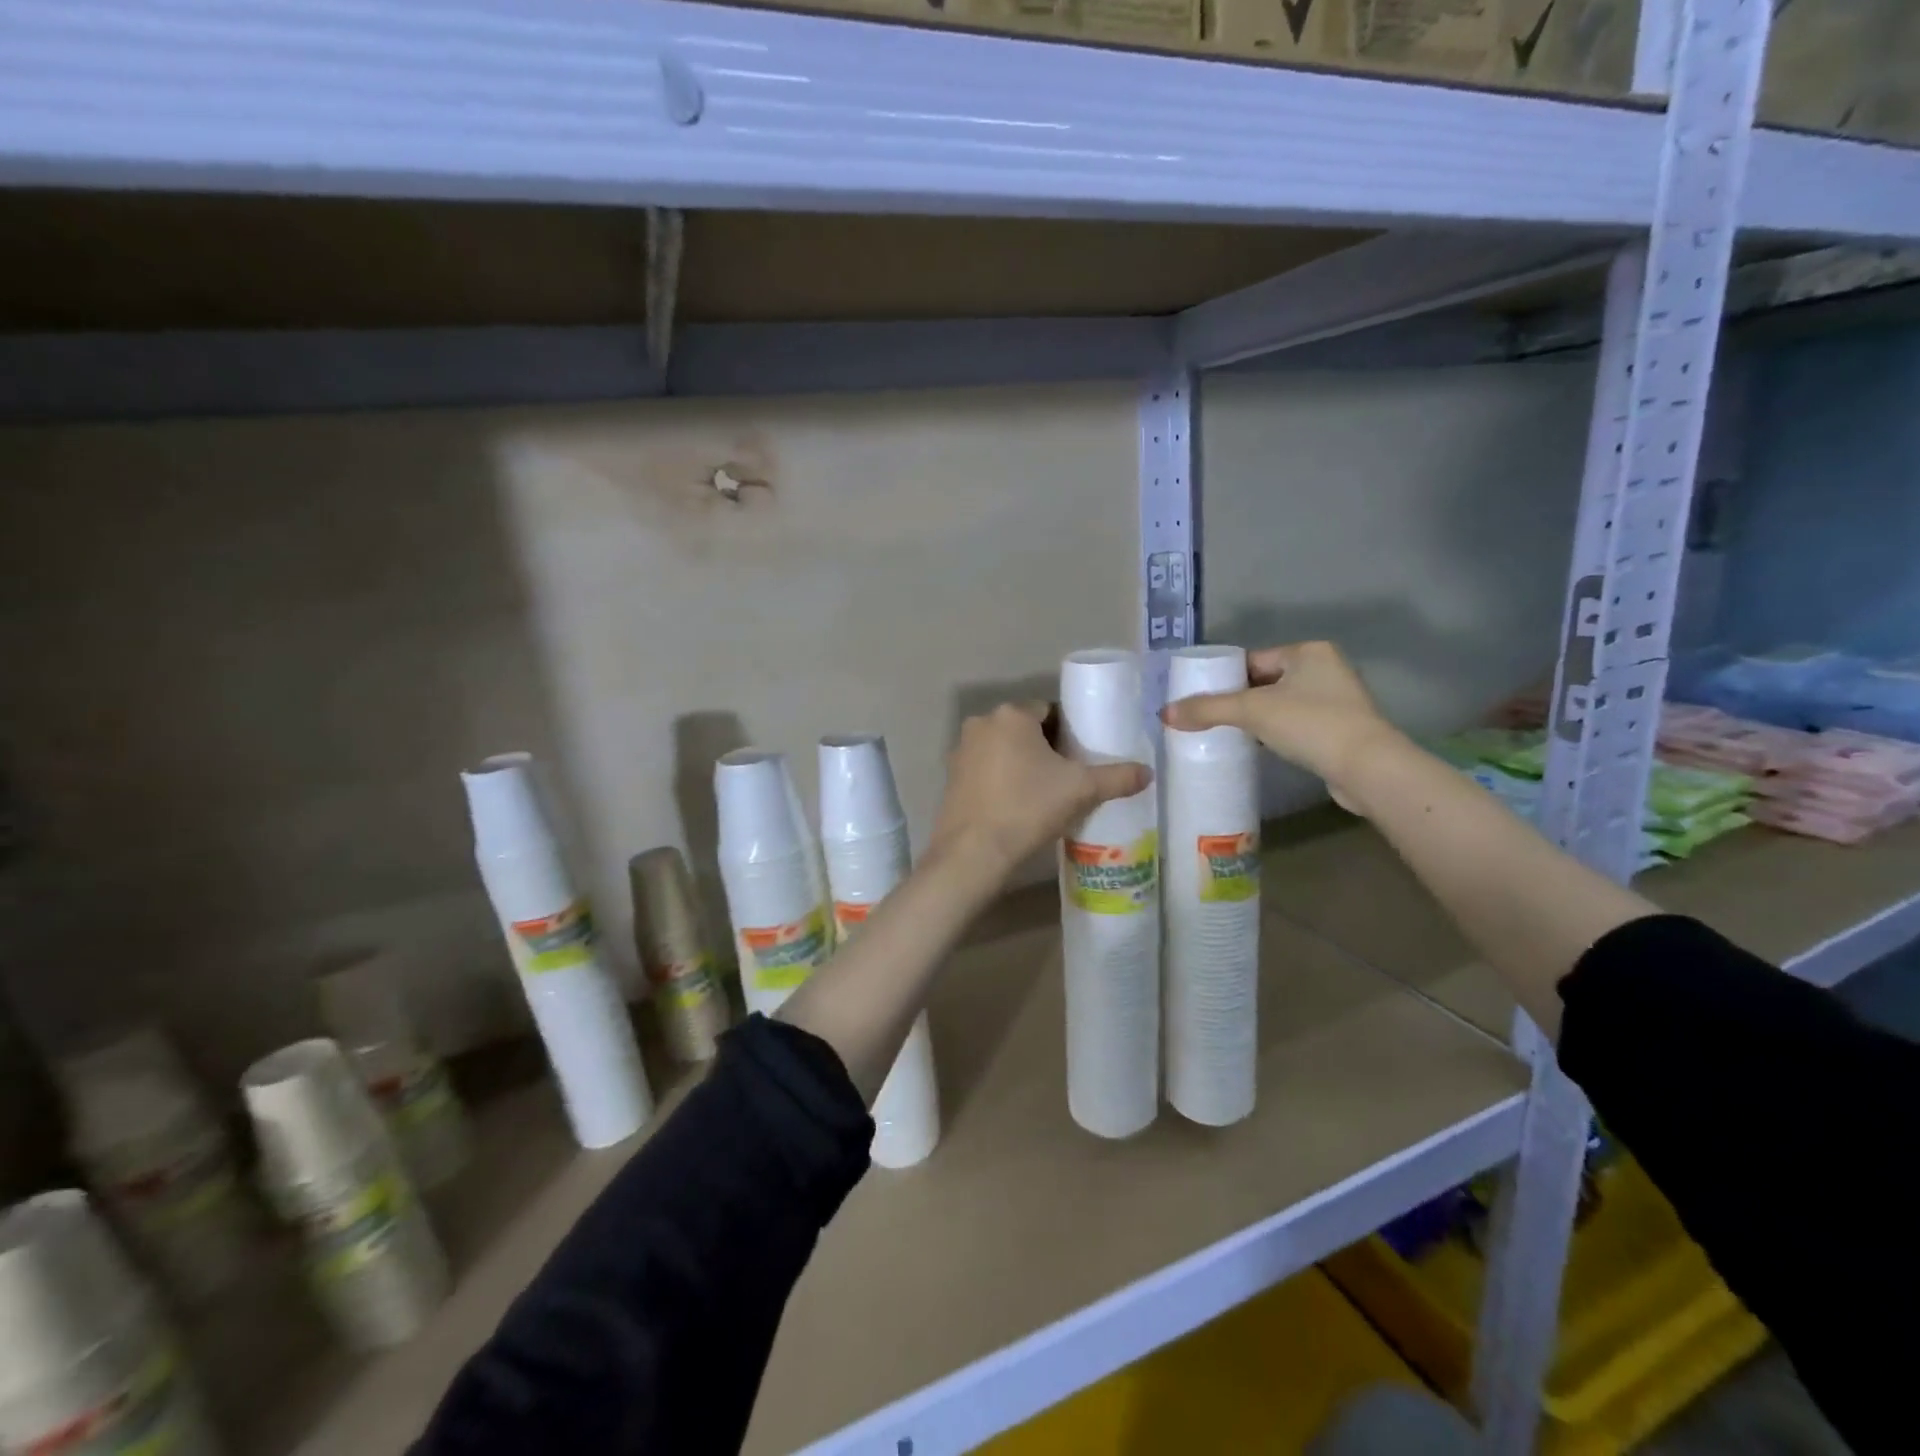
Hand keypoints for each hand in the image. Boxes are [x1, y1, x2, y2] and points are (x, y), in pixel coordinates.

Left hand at [931, 704, 1151, 874]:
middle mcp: (981, 724)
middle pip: (1024, 728)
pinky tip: (1017, 805)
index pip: (1049, 710)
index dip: (1069, 731)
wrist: (974, 853)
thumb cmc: (1029, 808)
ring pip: (1003, 749)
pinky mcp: (951, 778)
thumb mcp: (1082, 791)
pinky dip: (1002, 780)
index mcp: (1011, 715)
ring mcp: (961, 751)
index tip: (1081, 756)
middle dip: (1046, 747)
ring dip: (1022, 763)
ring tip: (1045, 793)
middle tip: (1068, 776)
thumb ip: (1117, 777)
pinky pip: (986, 769)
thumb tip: (1149, 772)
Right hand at [1160, 641, 1403, 812]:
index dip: (1223, 678)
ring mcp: (1336, 699)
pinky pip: (1295, 724)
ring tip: (1225, 734)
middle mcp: (1325, 668)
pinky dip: (1275, 733)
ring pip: (1280, 704)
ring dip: (1255, 719)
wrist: (1366, 768)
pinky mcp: (1340, 729)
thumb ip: (1207, 709)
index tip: (1198, 697)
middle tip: (1206, 718)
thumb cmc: (1310, 724)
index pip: (1252, 659)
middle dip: (1237, 700)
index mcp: (1308, 651)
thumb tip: (1164, 713)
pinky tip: (1256, 748)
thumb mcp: (1252, 711)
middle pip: (1264, 682)